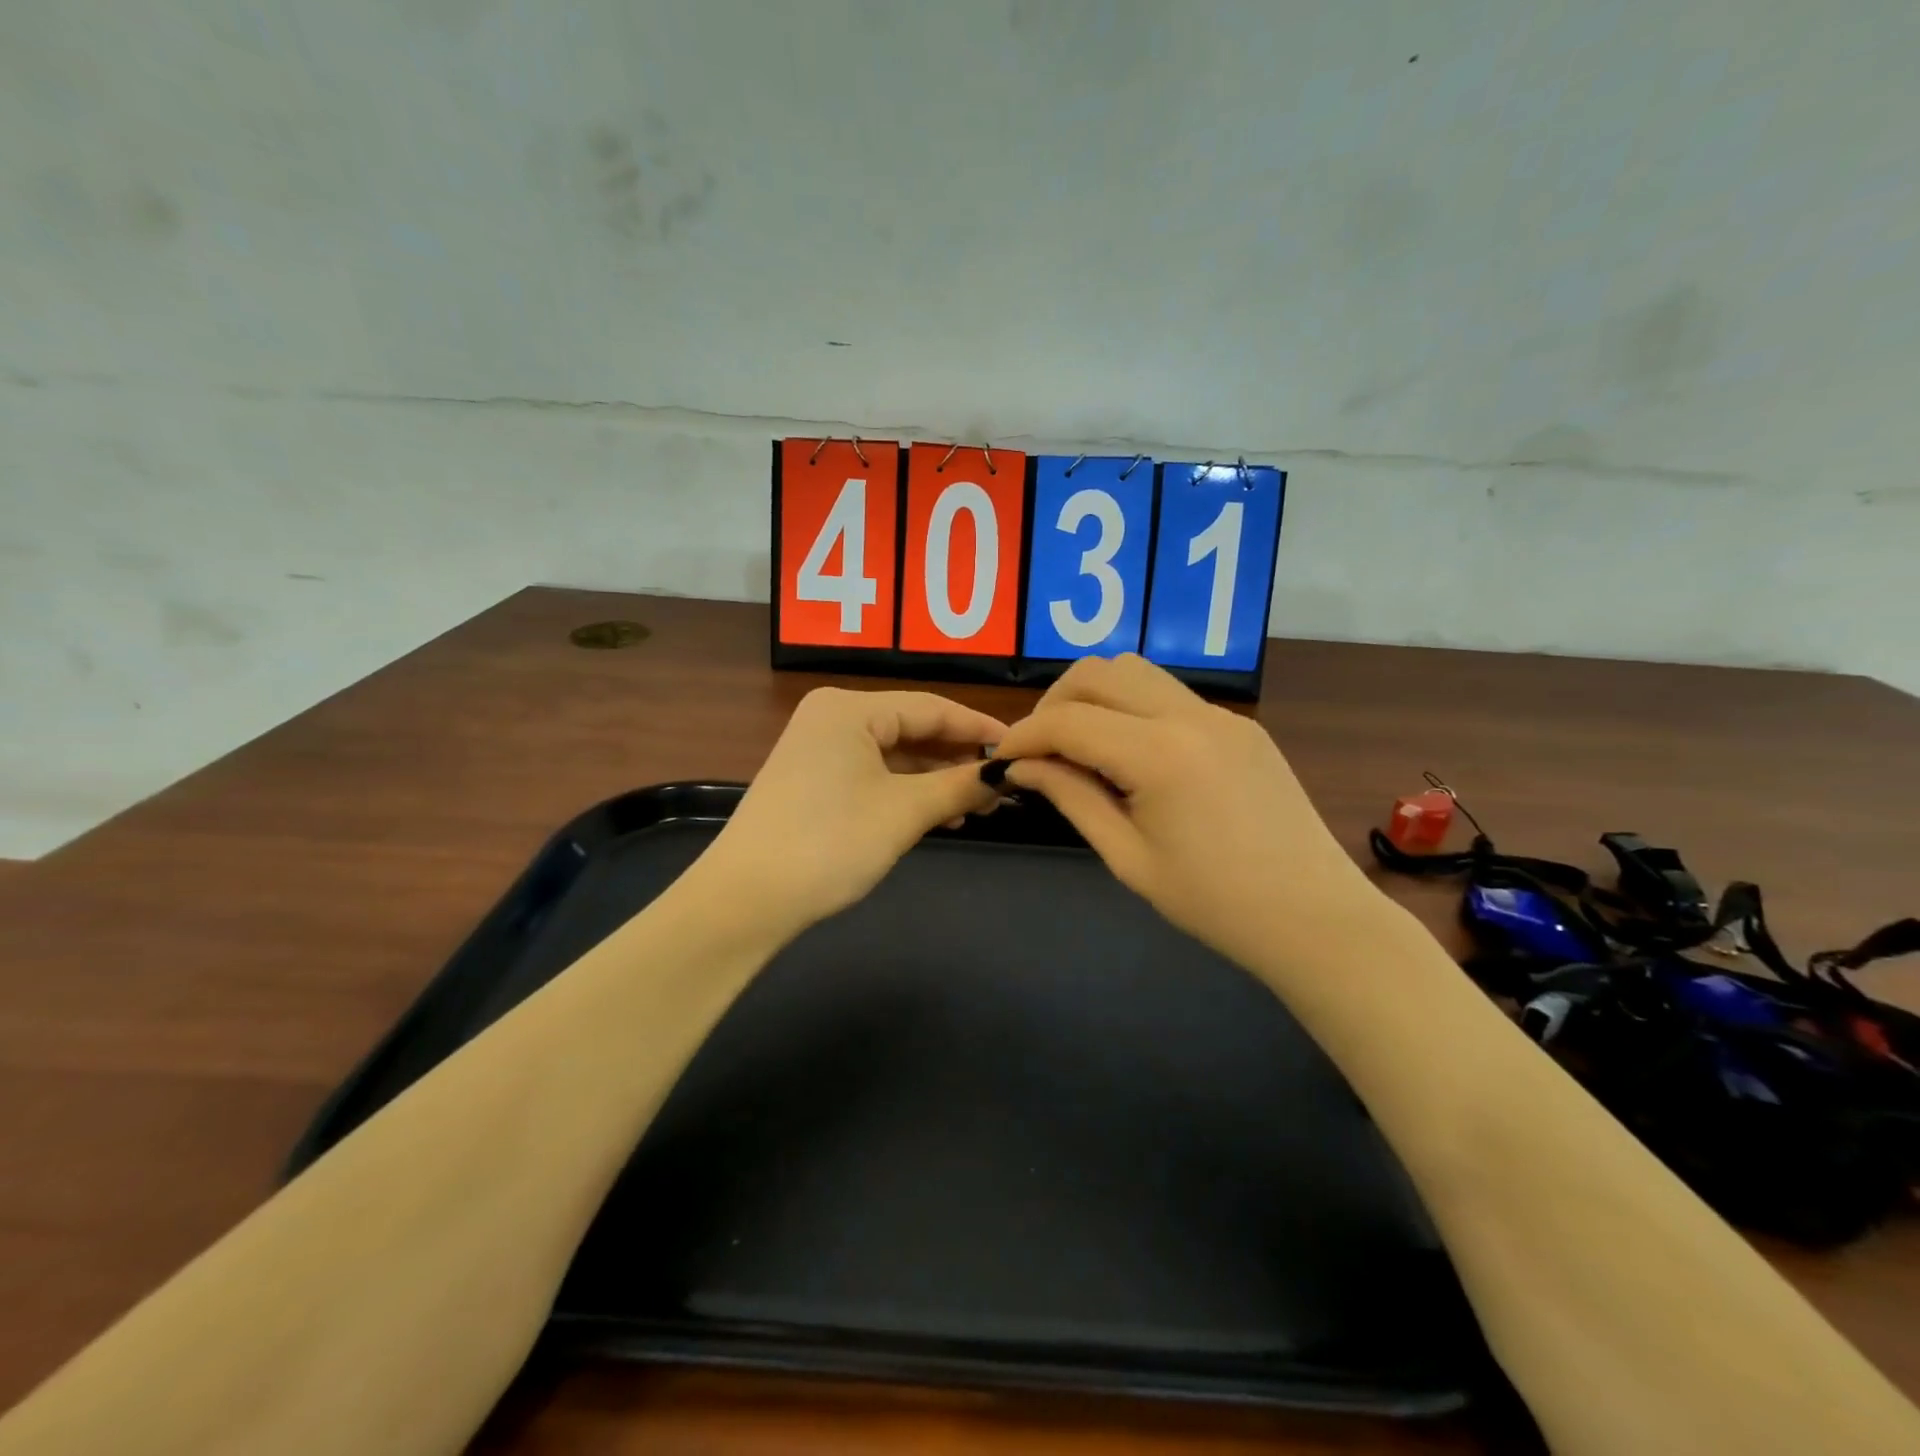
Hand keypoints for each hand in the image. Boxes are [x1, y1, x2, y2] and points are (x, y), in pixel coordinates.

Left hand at [700, 687, 1006, 930]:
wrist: (746, 900)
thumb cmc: (830, 843)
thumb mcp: (904, 812)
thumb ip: (959, 786)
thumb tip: (1004, 774)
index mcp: (849, 708)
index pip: (931, 707)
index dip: (978, 727)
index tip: (1020, 745)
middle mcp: (831, 717)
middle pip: (912, 728)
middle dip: (957, 758)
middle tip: (1002, 785)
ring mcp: (818, 749)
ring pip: (894, 755)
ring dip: (935, 780)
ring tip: (977, 807)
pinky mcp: (812, 780)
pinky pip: (873, 775)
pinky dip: (906, 792)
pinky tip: (938, 815)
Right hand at [992, 655, 1382, 973]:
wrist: (1314, 918)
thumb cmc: (1214, 903)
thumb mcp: (1127, 857)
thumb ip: (1071, 797)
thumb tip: (1021, 766)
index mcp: (1159, 755)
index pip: (1068, 721)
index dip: (1023, 736)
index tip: (1002, 761)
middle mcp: (1191, 715)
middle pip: (1097, 672)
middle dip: (1054, 704)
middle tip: (1040, 750)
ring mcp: (1222, 714)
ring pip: (1134, 671)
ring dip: (1093, 696)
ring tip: (1080, 746)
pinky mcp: (1241, 725)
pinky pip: (1170, 695)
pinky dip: (1131, 708)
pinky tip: (1130, 755)